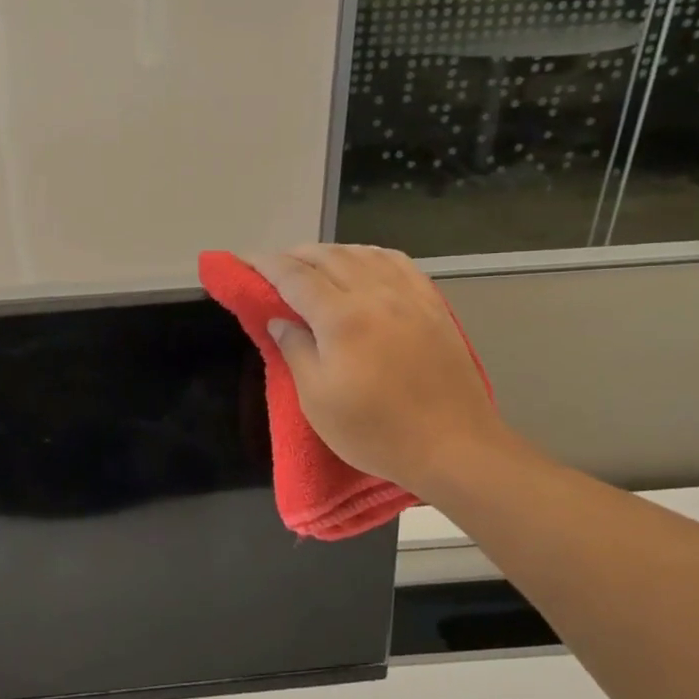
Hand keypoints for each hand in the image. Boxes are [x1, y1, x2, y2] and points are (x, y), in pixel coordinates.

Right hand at [249, 244, 506, 497]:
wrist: (454, 447)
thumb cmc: (376, 431)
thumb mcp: (317, 400)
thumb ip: (295, 351)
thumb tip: (278, 320)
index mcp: (341, 318)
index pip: (294, 276)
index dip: (265, 264)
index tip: (244, 260)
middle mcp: (375, 294)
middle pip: (328, 256)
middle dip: (295, 255)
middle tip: (273, 266)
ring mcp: (409, 297)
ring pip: (363, 253)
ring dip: (331, 251)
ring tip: (313, 263)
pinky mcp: (433, 306)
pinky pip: (397, 263)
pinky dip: (370, 255)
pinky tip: (363, 262)